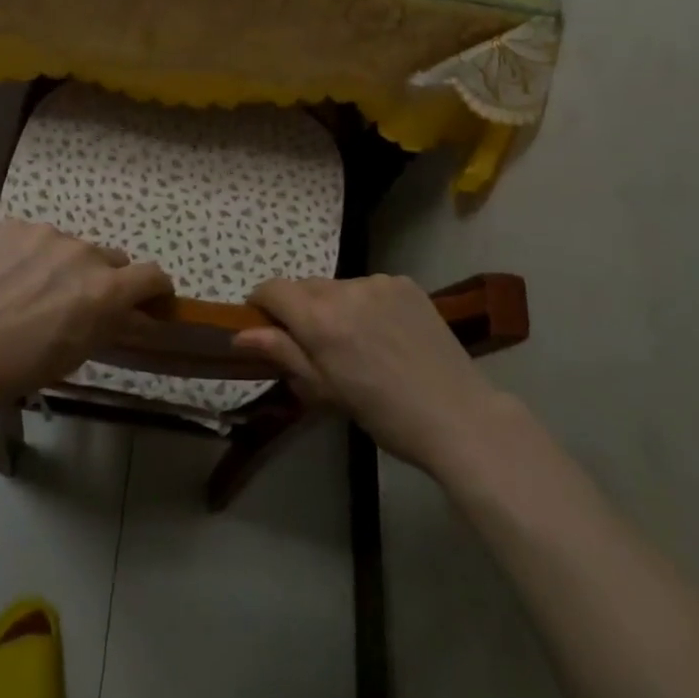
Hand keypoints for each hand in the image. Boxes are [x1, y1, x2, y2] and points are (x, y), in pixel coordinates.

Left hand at [0, 218, 172, 414]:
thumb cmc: (18, 366)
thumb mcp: (75, 355)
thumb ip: (110, 324)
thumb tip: (132, 313)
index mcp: (105, 288)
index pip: (152, 275)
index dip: (156, 288)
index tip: (150, 299)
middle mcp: (83, 252)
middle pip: (111, 259)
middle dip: (104, 279)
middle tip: (77, 302)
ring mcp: (45, 234)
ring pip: (70, 247)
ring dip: (64, 264)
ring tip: (31, 290)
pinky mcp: (12, 226)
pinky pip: (35, 238)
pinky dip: (30, 254)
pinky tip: (6, 278)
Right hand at [237, 275, 501, 472]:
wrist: (457, 415)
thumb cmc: (384, 415)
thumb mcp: (326, 392)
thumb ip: (283, 354)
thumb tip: (241, 334)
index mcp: (321, 320)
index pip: (273, 289)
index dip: (261, 303)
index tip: (265, 326)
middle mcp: (346, 289)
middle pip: (304, 286)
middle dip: (298, 309)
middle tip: (314, 346)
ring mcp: (379, 282)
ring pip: (337, 286)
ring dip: (333, 305)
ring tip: (356, 342)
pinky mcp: (405, 283)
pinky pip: (368, 286)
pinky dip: (364, 303)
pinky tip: (384, 333)